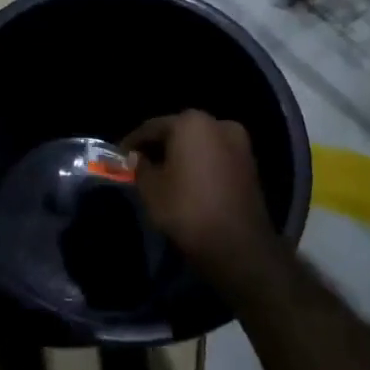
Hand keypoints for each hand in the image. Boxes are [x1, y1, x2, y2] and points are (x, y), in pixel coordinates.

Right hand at [123, 111, 282, 297]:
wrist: (238, 246)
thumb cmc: (187, 209)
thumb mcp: (151, 189)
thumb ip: (140, 167)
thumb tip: (138, 158)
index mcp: (192, 122)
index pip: (152, 127)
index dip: (133, 142)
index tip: (120, 156)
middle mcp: (219, 124)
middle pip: (179, 131)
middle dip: (159, 147)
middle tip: (140, 164)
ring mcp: (240, 144)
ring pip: (200, 144)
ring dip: (181, 155)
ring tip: (162, 174)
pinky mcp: (250, 165)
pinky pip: (215, 157)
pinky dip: (199, 164)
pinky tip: (186, 181)